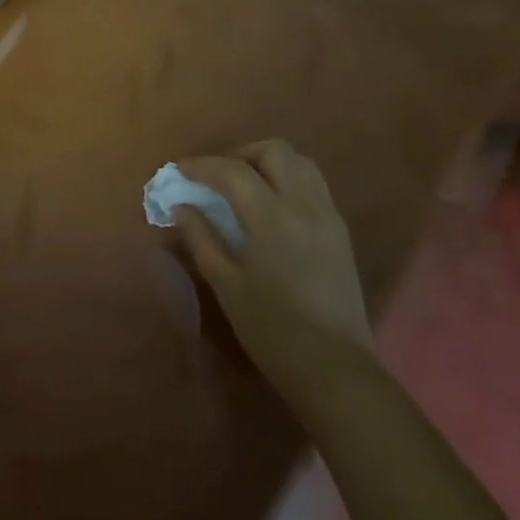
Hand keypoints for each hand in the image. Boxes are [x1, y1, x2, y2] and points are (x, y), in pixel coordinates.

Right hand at [175, 141, 375, 397]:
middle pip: (274, 151)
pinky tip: (271, 206)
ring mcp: (328, 216)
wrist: (334, 368)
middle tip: (216, 177)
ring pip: (300, 162)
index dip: (201, 165)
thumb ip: (200, 238)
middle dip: (239, 154)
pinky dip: (288, 180)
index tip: (178, 171)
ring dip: (267, 162)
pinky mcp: (340, 231)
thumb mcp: (226, 284)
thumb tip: (180, 206)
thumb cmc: (271, 330)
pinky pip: (314, 184)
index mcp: (271, 219)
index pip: (232, 170)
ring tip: (244, 186)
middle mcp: (304, 206)